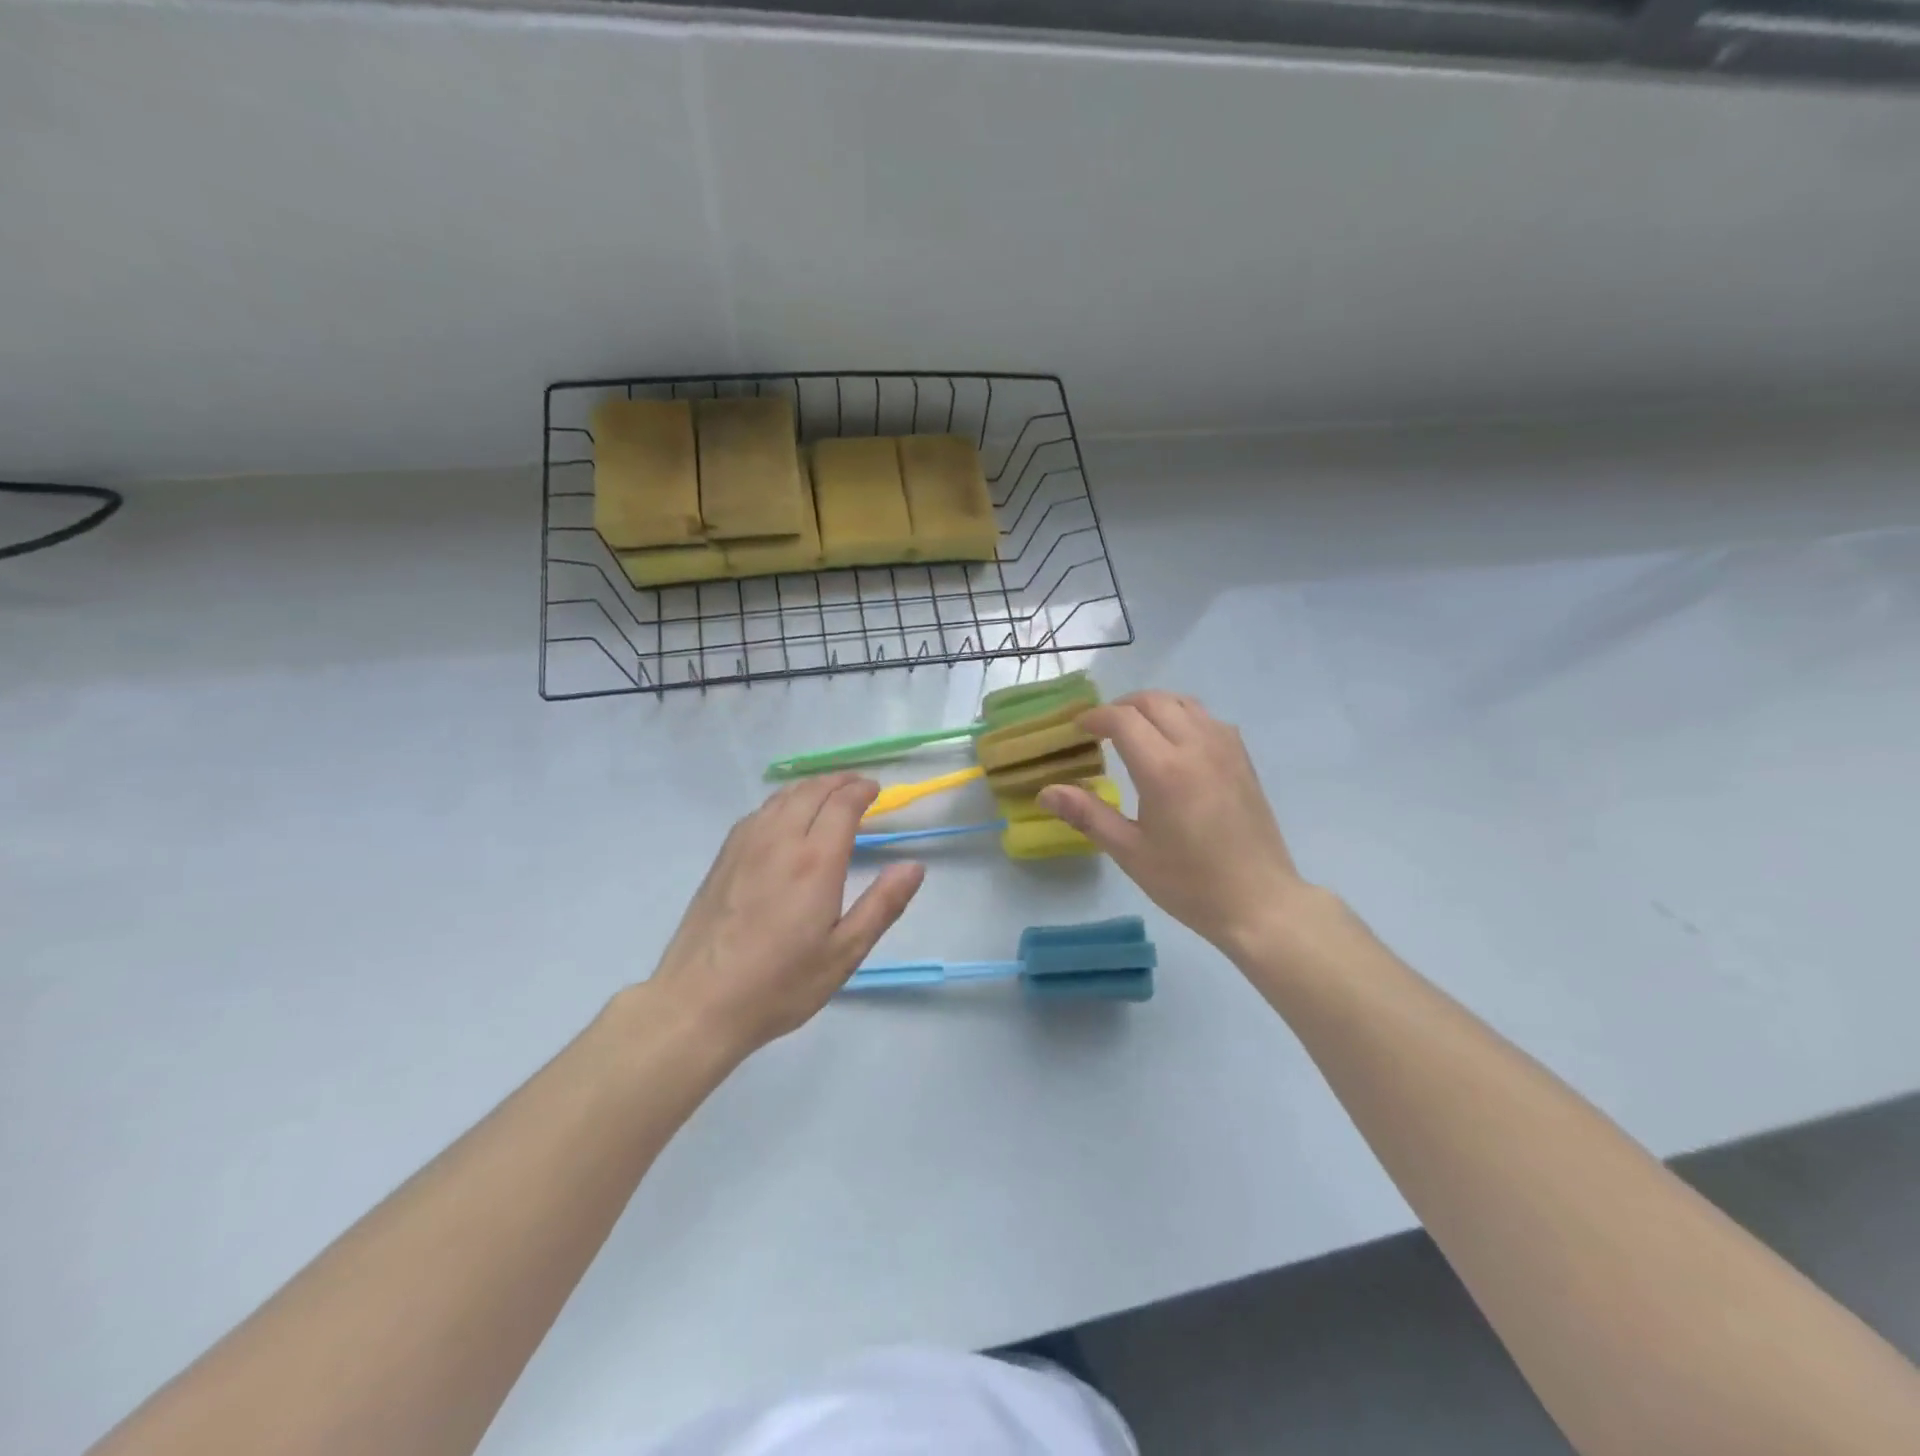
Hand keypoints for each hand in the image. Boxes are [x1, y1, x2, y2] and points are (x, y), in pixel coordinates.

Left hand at [649, 774, 924, 1057]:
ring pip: (782, 798)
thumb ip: (882, 905)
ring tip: (827, 795)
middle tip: (858, 786)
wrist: (699, 1003)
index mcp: (815, 861)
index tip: (877, 791)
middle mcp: (779, 841)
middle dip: (839, 782)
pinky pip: (758, 812)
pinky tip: (784, 818)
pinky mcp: (723, 858)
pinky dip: (782, 802)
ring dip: (810, 788)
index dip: (862, 791)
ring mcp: (745, 846)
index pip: (842, 804)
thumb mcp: (844, 953)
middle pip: (812, 791)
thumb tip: (914, 867)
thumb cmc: (780, 984)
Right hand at [1038, 691, 1304, 958]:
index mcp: (1164, 769)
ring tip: (1134, 731)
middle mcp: (1196, 746)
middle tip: (1100, 730)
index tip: (1076, 729)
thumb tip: (1045, 792)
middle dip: (1120, 707)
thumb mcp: (1130, 852)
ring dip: (1152, 707)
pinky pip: (1207, 717)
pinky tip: (1173, 745)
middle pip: (1152, 701)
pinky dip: (1181, 716)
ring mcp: (1225, 748)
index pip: (1122, 719)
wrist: (1259, 902)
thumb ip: (1087, 814)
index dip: (1094, 717)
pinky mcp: (1242, 758)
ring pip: (1183, 702)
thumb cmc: (1188, 883)